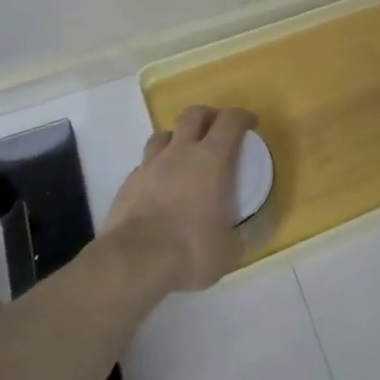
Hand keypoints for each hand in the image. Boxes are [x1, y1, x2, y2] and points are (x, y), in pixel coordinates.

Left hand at [103, 105, 255, 293]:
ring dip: (177, 138)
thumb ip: (241, 235)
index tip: (250, 124)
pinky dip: (156, 168)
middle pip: (193, 115)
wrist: (132, 263)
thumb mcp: (229, 250)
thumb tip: (251, 231)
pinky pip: (145, 164)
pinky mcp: (127, 184)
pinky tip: (159, 187)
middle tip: (216, 130)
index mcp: (211, 160)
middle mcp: (180, 153)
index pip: (230, 121)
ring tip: (183, 155)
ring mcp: (149, 166)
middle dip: (208, 116)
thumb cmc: (189, 250)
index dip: (242, 117)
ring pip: (163, 135)